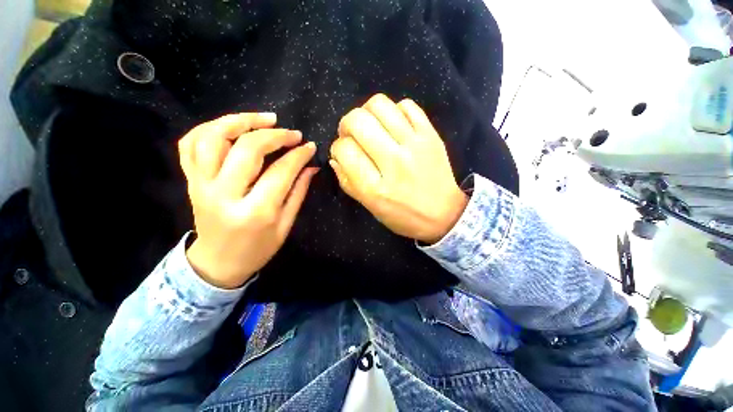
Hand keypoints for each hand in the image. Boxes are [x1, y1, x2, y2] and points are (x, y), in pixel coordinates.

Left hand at [178, 113, 317, 288]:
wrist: (217, 264)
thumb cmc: (258, 249)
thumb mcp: (286, 225)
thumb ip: (298, 192)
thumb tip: (311, 166)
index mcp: (255, 212)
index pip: (281, 171)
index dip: (298, 155)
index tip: (310, 146)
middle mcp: (224, 194)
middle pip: (248, 149)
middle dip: (275, 135)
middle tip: (292, 133)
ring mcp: (201, 185)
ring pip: (213, 138)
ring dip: (240, 121)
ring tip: (264, 119)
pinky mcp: (190, 181)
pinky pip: (190, 144)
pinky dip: (209, 128)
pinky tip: (231, 126)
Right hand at [330, 94, 467, 243]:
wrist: (444, 214)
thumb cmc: (403, 215)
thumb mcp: (370, 207)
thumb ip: (348, 182)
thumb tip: (335, 157)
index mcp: (375, 187)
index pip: (344, 149)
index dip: (337, 148)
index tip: (344, 153)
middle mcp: (393, 162)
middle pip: (357, 121)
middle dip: (346, 125)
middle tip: (352, 135)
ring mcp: (414, 145)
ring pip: (379, 105)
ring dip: (367, 112)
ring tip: (371, 126)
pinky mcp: (431, 135)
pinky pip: (406, 105)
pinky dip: (394, 111)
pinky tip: (394, 126)